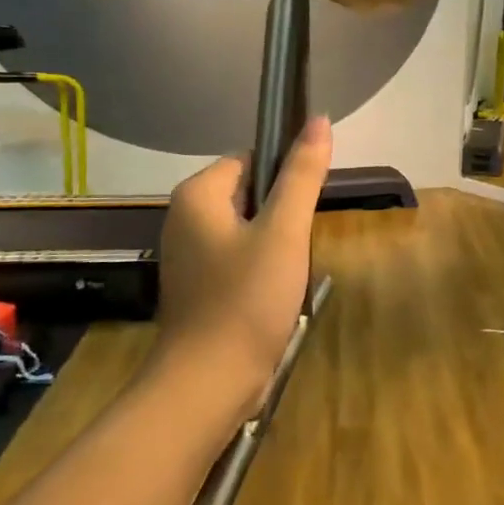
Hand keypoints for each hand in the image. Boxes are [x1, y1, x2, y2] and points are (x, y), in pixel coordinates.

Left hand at [157, 117, 332, 402]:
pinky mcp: (198, 286)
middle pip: (250, 193)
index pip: (251, 159)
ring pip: (248, 229)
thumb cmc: (246, 299)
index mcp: (197, 195)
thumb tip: (319, 119)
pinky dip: (260, 269)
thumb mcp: (284, 231)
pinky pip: (238, 258)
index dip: (285, 177)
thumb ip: (302, 174)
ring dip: (276, 244)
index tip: (306, 209)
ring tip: (289, 273)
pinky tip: (275, 294)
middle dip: (282, 215)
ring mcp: (188, 255)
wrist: (208, 384)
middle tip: (298, 246)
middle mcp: (184, 218)